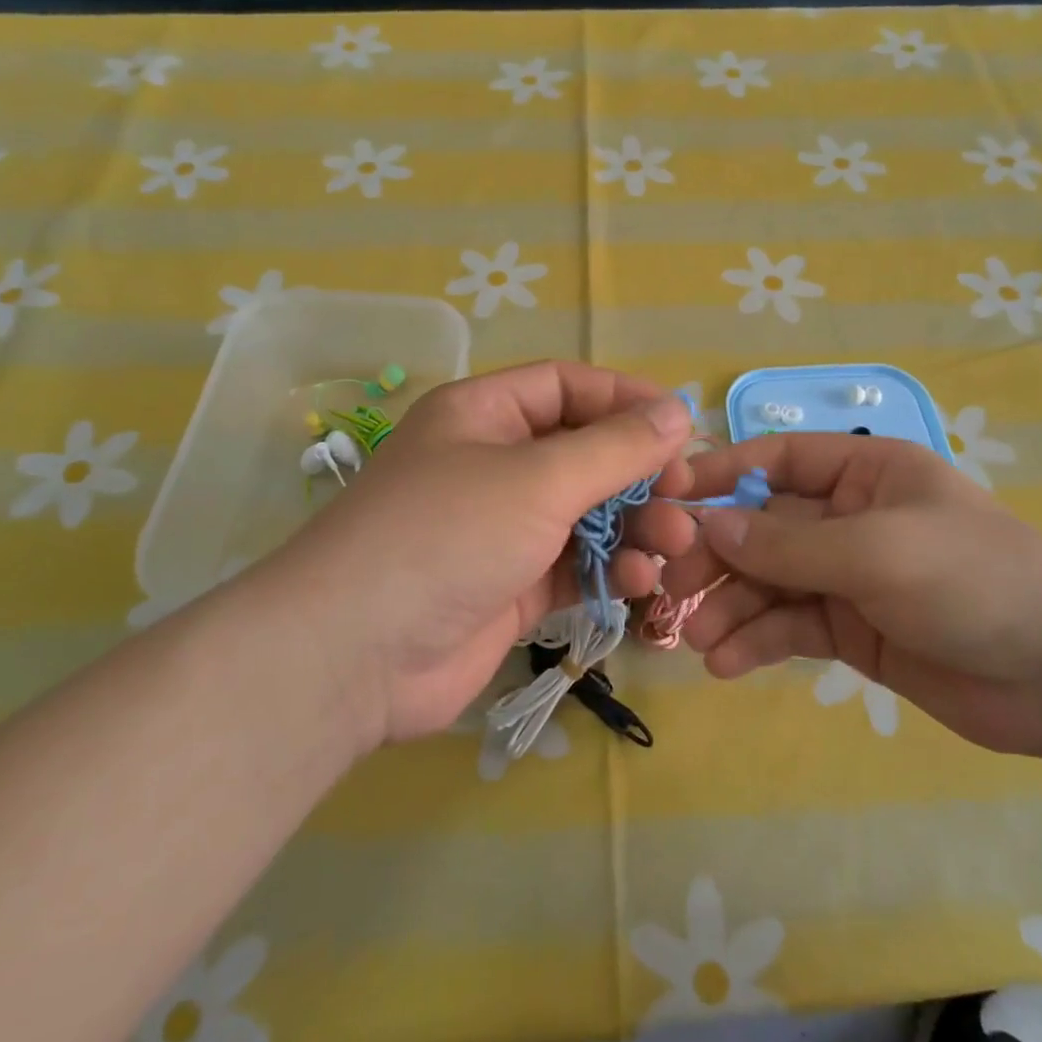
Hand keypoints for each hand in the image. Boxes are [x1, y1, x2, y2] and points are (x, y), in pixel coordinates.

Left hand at [255, 362, 698, 747]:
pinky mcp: (510, 586)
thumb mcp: (538, 479)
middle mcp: (492, 464)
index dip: (625, 400)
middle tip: (685, 498)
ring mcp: (500, 529)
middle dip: (638, 474)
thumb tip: (678, 412)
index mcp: (483, 414)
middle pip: (583, 453)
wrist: (356, 654)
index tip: (680, 427)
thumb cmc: (448, 535)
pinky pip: (573, 565)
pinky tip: (639, 583)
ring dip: (633, 526)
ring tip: (673, 545)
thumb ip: (614, 447)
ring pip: (585, 514)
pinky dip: (608, 570)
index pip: (566, 386)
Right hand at [661, 434, 1041, 758]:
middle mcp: (847, 517)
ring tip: (699, 639)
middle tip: (675, 587)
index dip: (719, 475)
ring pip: (768, 581)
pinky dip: (756, 641)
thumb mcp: (877, 551)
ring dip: (730, 606)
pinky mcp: (849, 630)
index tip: (665, 499)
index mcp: (862, 472)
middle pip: (761, 527)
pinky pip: (788, 626)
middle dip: (718, 555)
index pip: (774, 460)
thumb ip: (788, 543)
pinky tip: (726, 662)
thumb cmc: (975, 581)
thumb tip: (706, 525)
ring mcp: (846, 576)